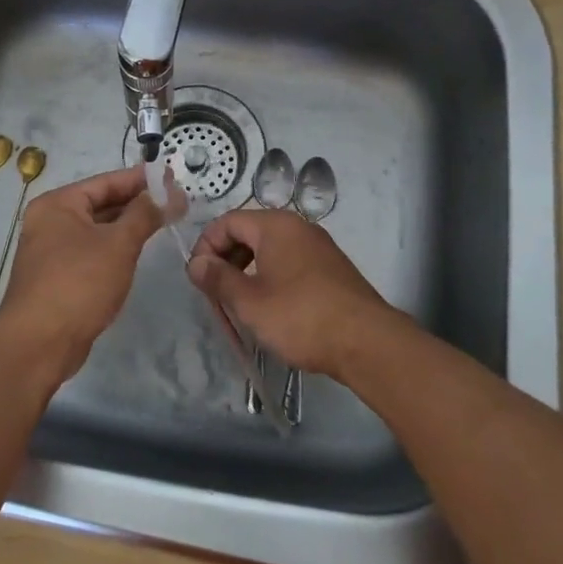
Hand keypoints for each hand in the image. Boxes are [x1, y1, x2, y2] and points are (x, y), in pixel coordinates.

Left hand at [0, 165, 181, 376]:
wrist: (39, 344)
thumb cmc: (79, 283)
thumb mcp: (118, 244)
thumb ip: (145, 214)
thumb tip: (169, 192)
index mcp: (58, 205)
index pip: (105, 182)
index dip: (140, 179)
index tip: (171, 177)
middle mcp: (50, 222)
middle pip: (100, 204)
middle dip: (136, 203)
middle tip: (174, 201)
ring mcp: (52, 252)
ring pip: (97, 230)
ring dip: (127, 227)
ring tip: (163, 222)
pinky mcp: (58, 278)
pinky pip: (92, 252)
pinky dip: (114, 249)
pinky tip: (137, 252)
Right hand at [186, 209, 397, 379]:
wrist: (366, 342)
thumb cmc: (300, 317)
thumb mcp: (250, 302)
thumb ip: (218, 279)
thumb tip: (196, 263)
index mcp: (276, 225)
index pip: (228, 221)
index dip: (206, 246)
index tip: (199, 279)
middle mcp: (298, 227)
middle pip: (249, 232)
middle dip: (226, 258)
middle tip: (216, 293)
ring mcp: (318, 247)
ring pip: (270, 249)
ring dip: (247, 270)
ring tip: (240, 303)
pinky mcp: (330, 269)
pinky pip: (289, 262)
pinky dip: (271, 277)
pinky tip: (270, 307)